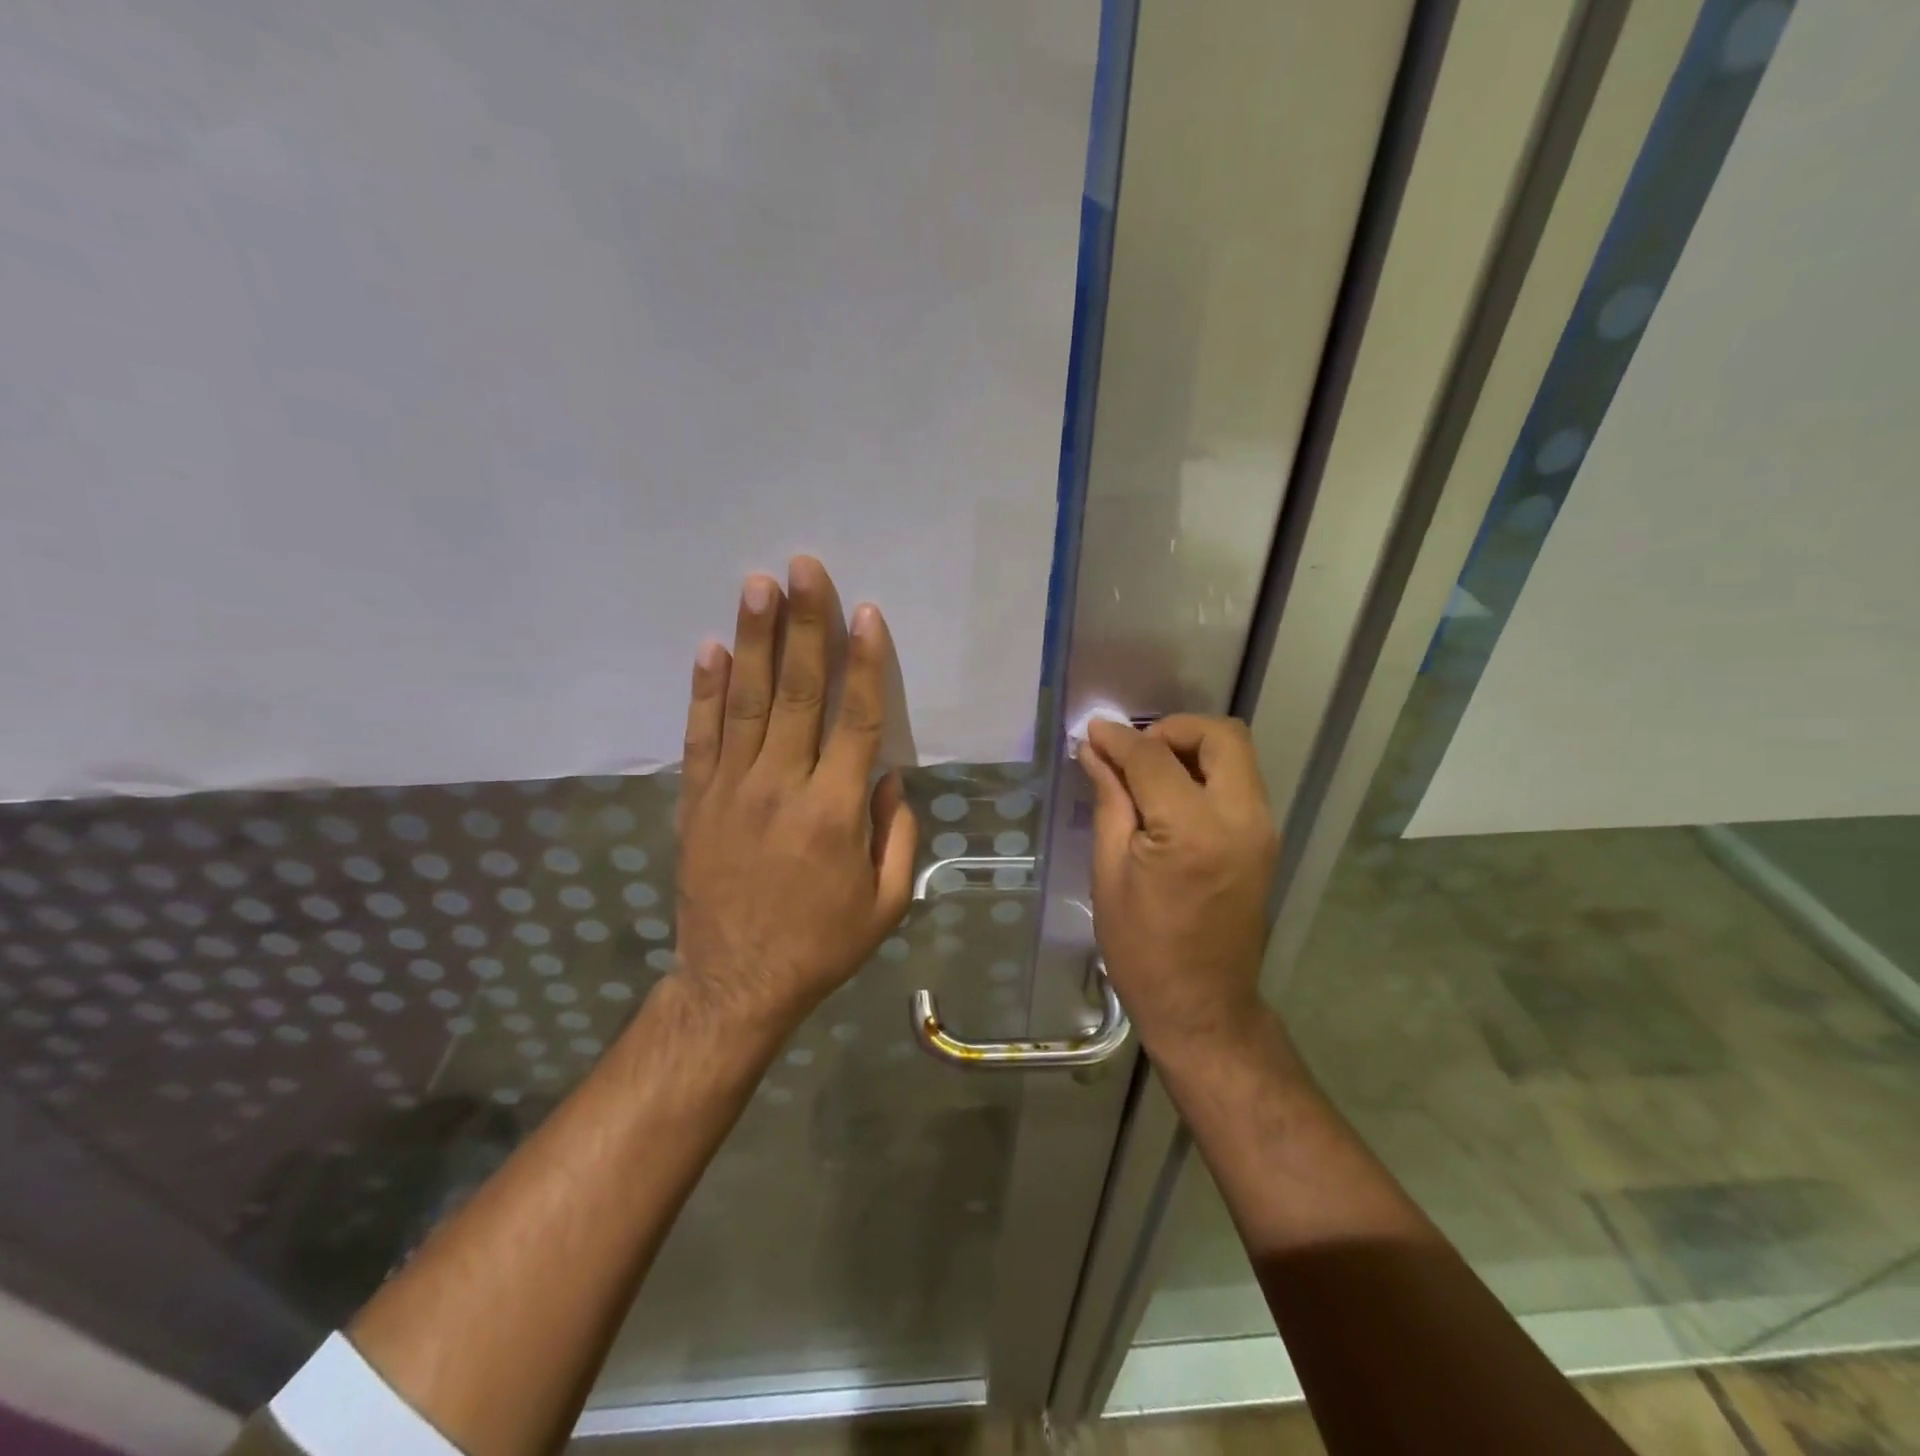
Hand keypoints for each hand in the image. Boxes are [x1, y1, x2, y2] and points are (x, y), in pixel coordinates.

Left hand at [673, 556, 918, 1038]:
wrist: (735, 983)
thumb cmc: (820, 945)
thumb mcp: (885, 903)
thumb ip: (896, 835)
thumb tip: (890, 777)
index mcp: (835, 812)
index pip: (855, 721)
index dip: (864, 664)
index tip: (866, 613)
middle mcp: (782, 787)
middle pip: (797, 692)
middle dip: (805, 625)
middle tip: (804, 568)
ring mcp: (732, 790)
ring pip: (746, 701)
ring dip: (754, 639)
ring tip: (758, 585)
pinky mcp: (696, 800)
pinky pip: (701, 735)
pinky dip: (704, 690)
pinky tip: (710, 647)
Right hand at [1080, 715, 1279, 1059]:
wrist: (1203, 1007)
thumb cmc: (1142, 949)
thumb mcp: (1109, 874)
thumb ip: (1109, 801)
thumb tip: (1095, 751)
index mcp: (1193, 831)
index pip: (1155, 757)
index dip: (1119, 739)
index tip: (1093, 732)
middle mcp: (1241, 819)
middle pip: (1221, 735)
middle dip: (1173, 729)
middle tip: (1134, 752)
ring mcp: (1262, 830)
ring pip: (1237, 754)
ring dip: (1192, 748)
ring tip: (1148, 772)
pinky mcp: (1265, 841)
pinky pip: (1240, 781)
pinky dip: (1207, 771)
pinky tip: (1171, 795)